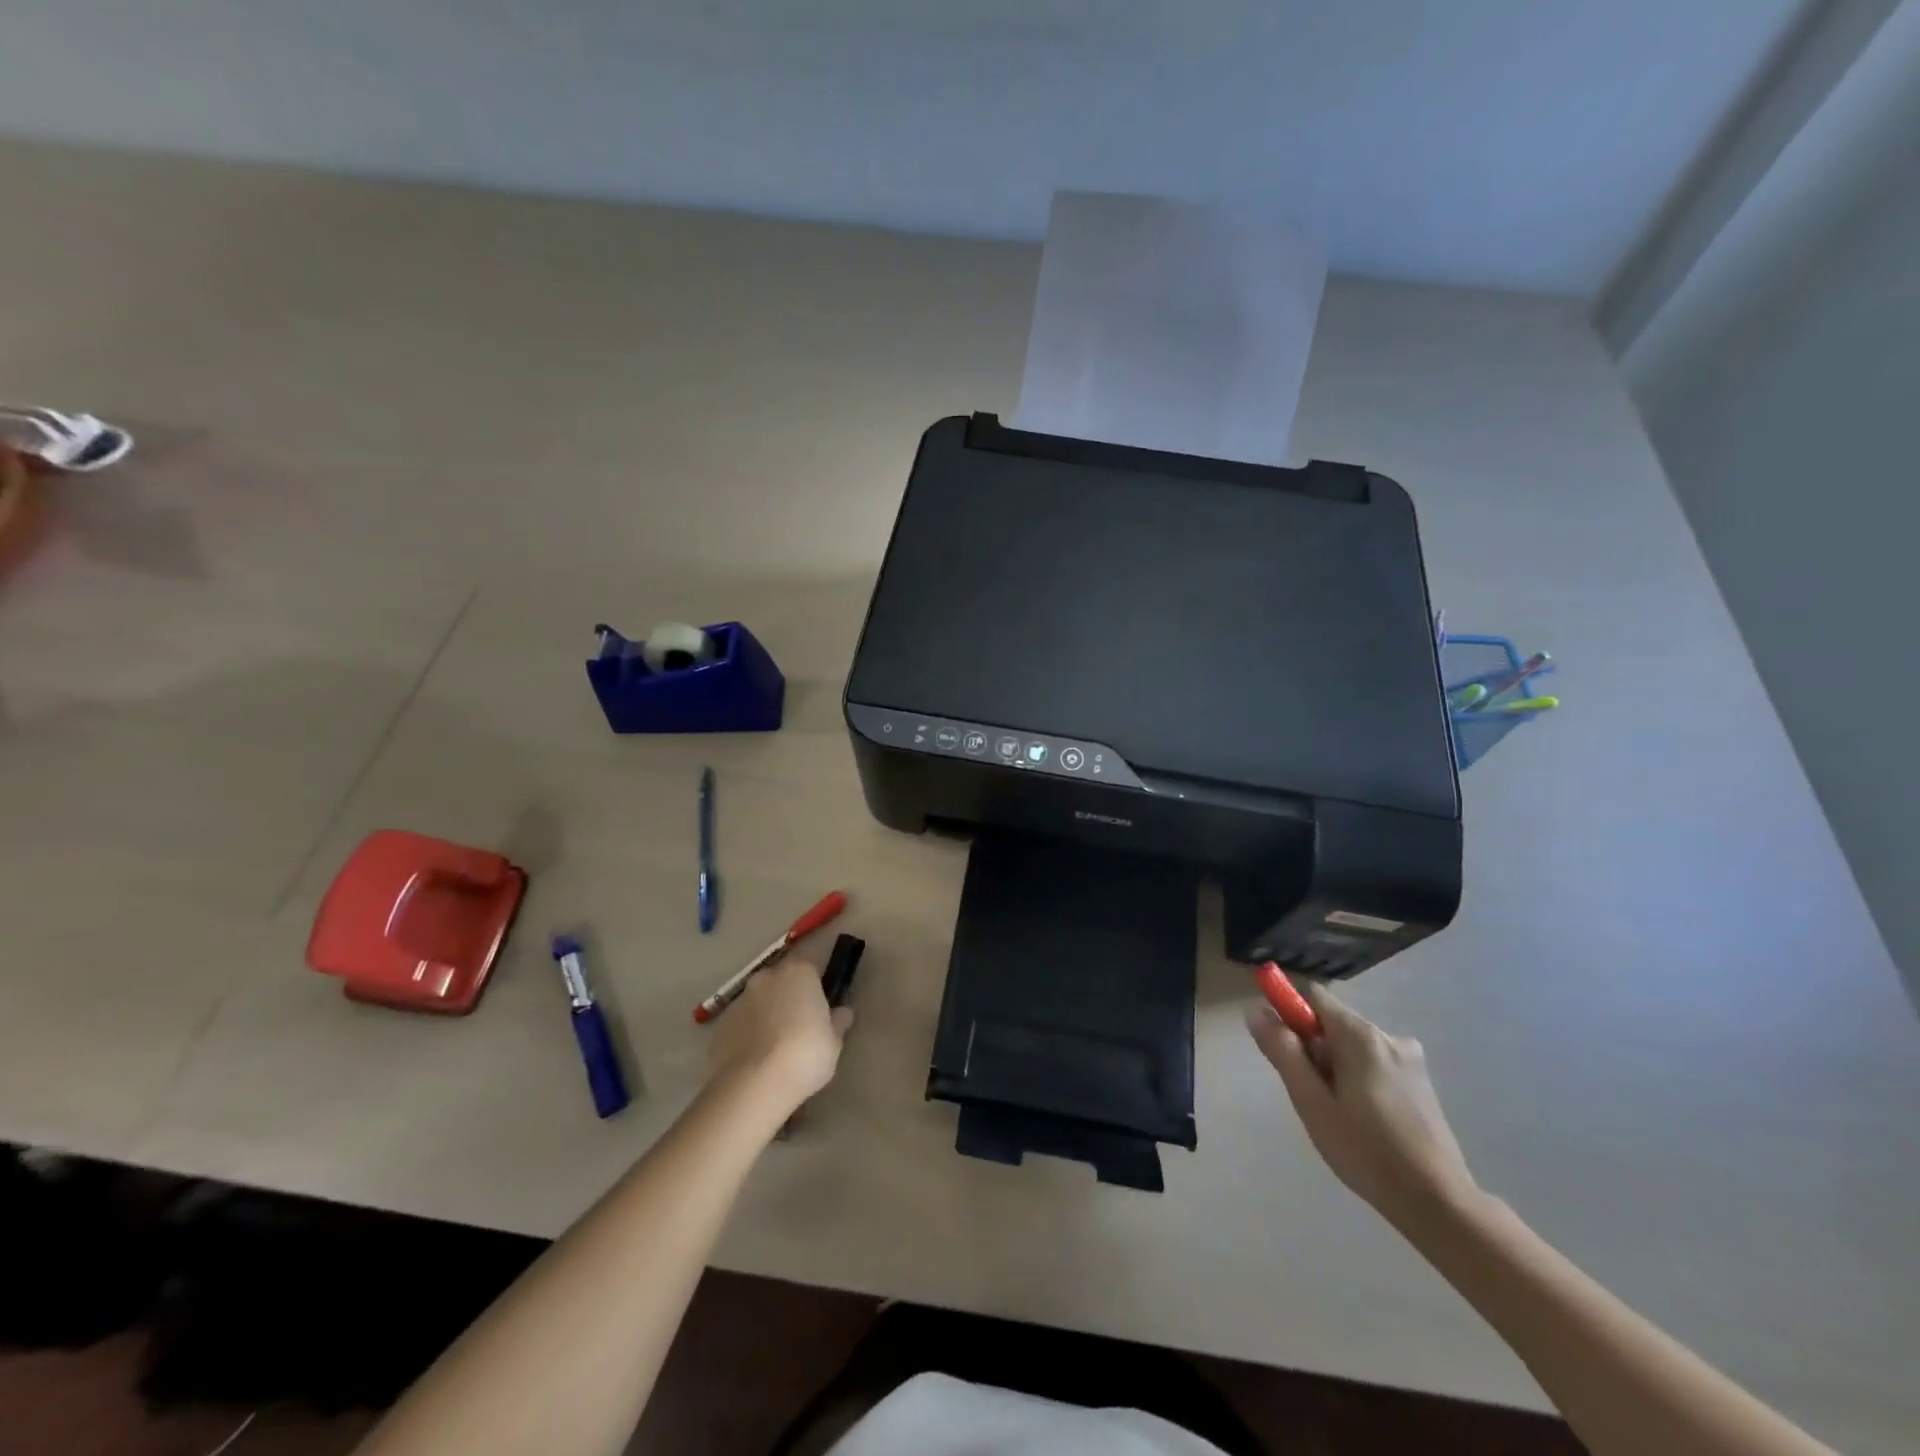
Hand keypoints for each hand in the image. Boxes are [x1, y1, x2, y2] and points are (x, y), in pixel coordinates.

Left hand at [706, 957, 854, 1117]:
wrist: (754, 1085)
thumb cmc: (805, 1055)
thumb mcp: (834, 1042)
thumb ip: (838, 1022)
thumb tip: (842, 1012)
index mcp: (799, 972)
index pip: (812, 969)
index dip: (816, 988)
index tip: (821, 1010)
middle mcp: (767, 977)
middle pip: (782, 982)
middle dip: (790, 998)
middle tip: (800, 1029)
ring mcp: (740, 1000)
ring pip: (760, 1002)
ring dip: (768, 1016)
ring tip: (775, 1049)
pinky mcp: (720, 1025)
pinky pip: (741, 1024)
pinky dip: (748, 1035)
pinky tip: (756, 1061)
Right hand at [1246, 981, 1477, 1227]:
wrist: (1438, 1203)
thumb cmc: (1366, 1151)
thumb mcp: (1311, 1102)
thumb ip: (1283, 1051)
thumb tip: (1256, 1010)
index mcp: (1360, 1035)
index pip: (1313, 996)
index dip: (1288, 1011)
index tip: (1280, 1047)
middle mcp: (1388, 1036)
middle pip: (1332, 1023)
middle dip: (1312, 1049)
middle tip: (1310, 1095)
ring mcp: (1409, 1060)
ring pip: (1352, 1046)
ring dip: (1334, 1067)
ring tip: (1337, 1114)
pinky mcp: (1420, 1082)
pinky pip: (1373, 1063)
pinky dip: (1357, 1079)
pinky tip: (1362, 1120)